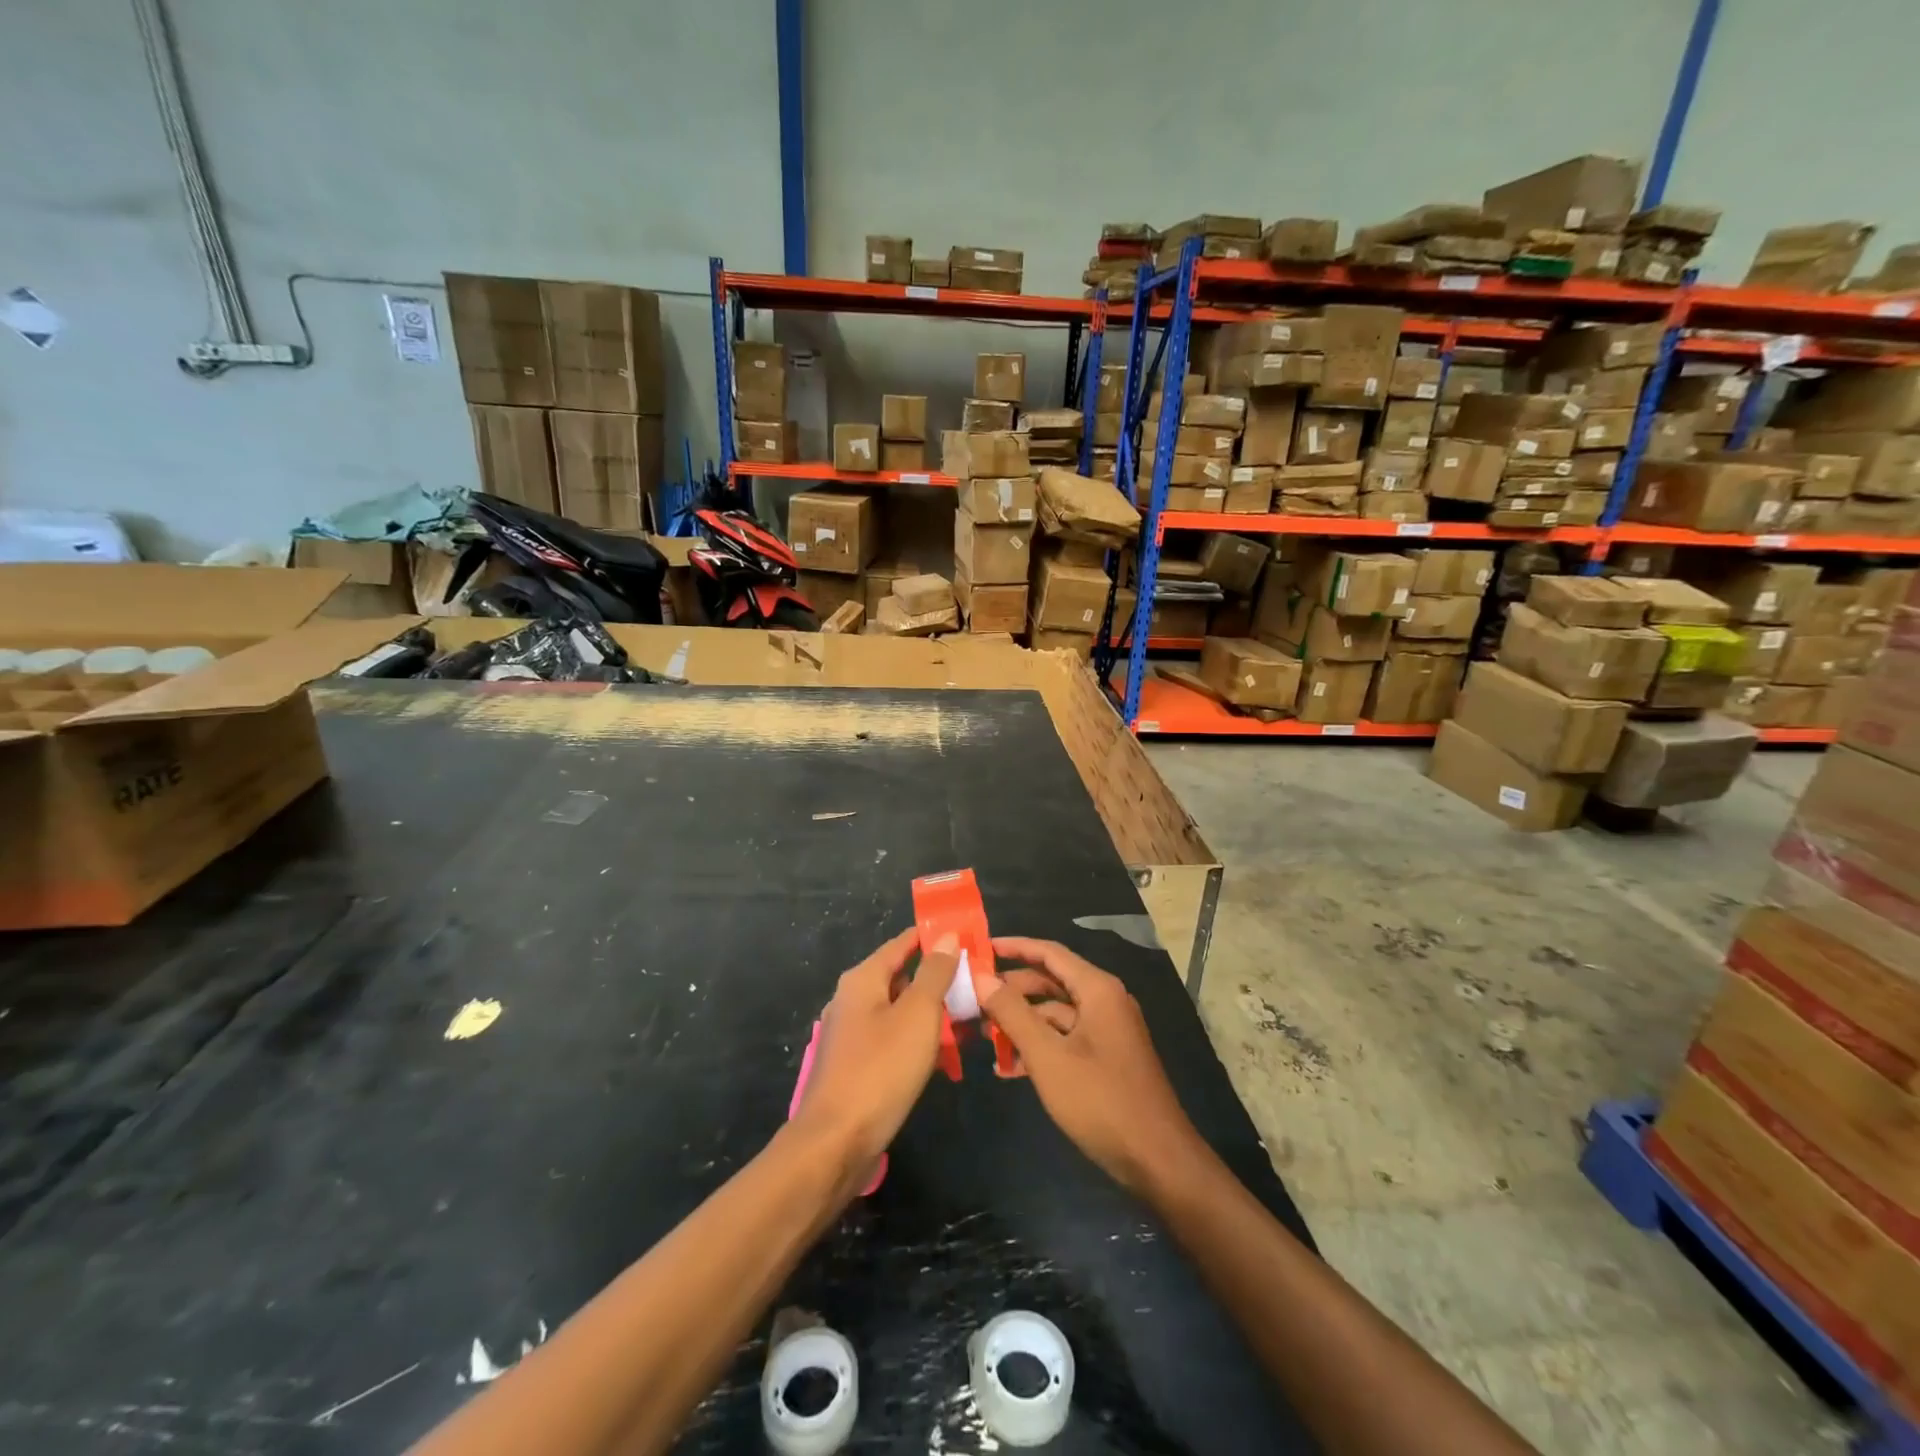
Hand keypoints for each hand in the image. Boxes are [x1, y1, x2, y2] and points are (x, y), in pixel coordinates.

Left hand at [791, 928, 957, 1185]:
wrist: (836, 1142)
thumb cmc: (880, 1069)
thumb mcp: (918, 1014)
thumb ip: (934, 973)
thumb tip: (946, 936)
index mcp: (863, 979)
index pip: (902, 943)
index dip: (934, 938)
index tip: (967, 936)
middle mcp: (853, 999)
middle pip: (902, 977)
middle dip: (939, 979)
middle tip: (978, 983)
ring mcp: (852, 1034)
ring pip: (901, 1011)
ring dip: (933, 1013)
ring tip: (971, 1019)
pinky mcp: (857, 1065)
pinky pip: (894, 1039)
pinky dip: (918, 1040)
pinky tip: (946, 1055)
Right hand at [983, 937, 1205, 1196]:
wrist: (1157, 1160)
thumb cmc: (1100, 1100)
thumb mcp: (1048, 1056)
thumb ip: (1012, 1013)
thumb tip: (981, 976)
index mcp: (1097, 989)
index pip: (1049, 952)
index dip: (1014, 947)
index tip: (980, 949)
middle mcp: (1105, 1001)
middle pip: (1051, 981)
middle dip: (1012, 991)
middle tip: (974, 999)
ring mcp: (1108, 1031)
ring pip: (1056, 1014)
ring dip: (1022, 1024)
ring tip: (985, 1038)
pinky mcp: (1107, 1058)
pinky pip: (1066, 1039)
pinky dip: (1040, 1047)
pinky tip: (1010, 1069)